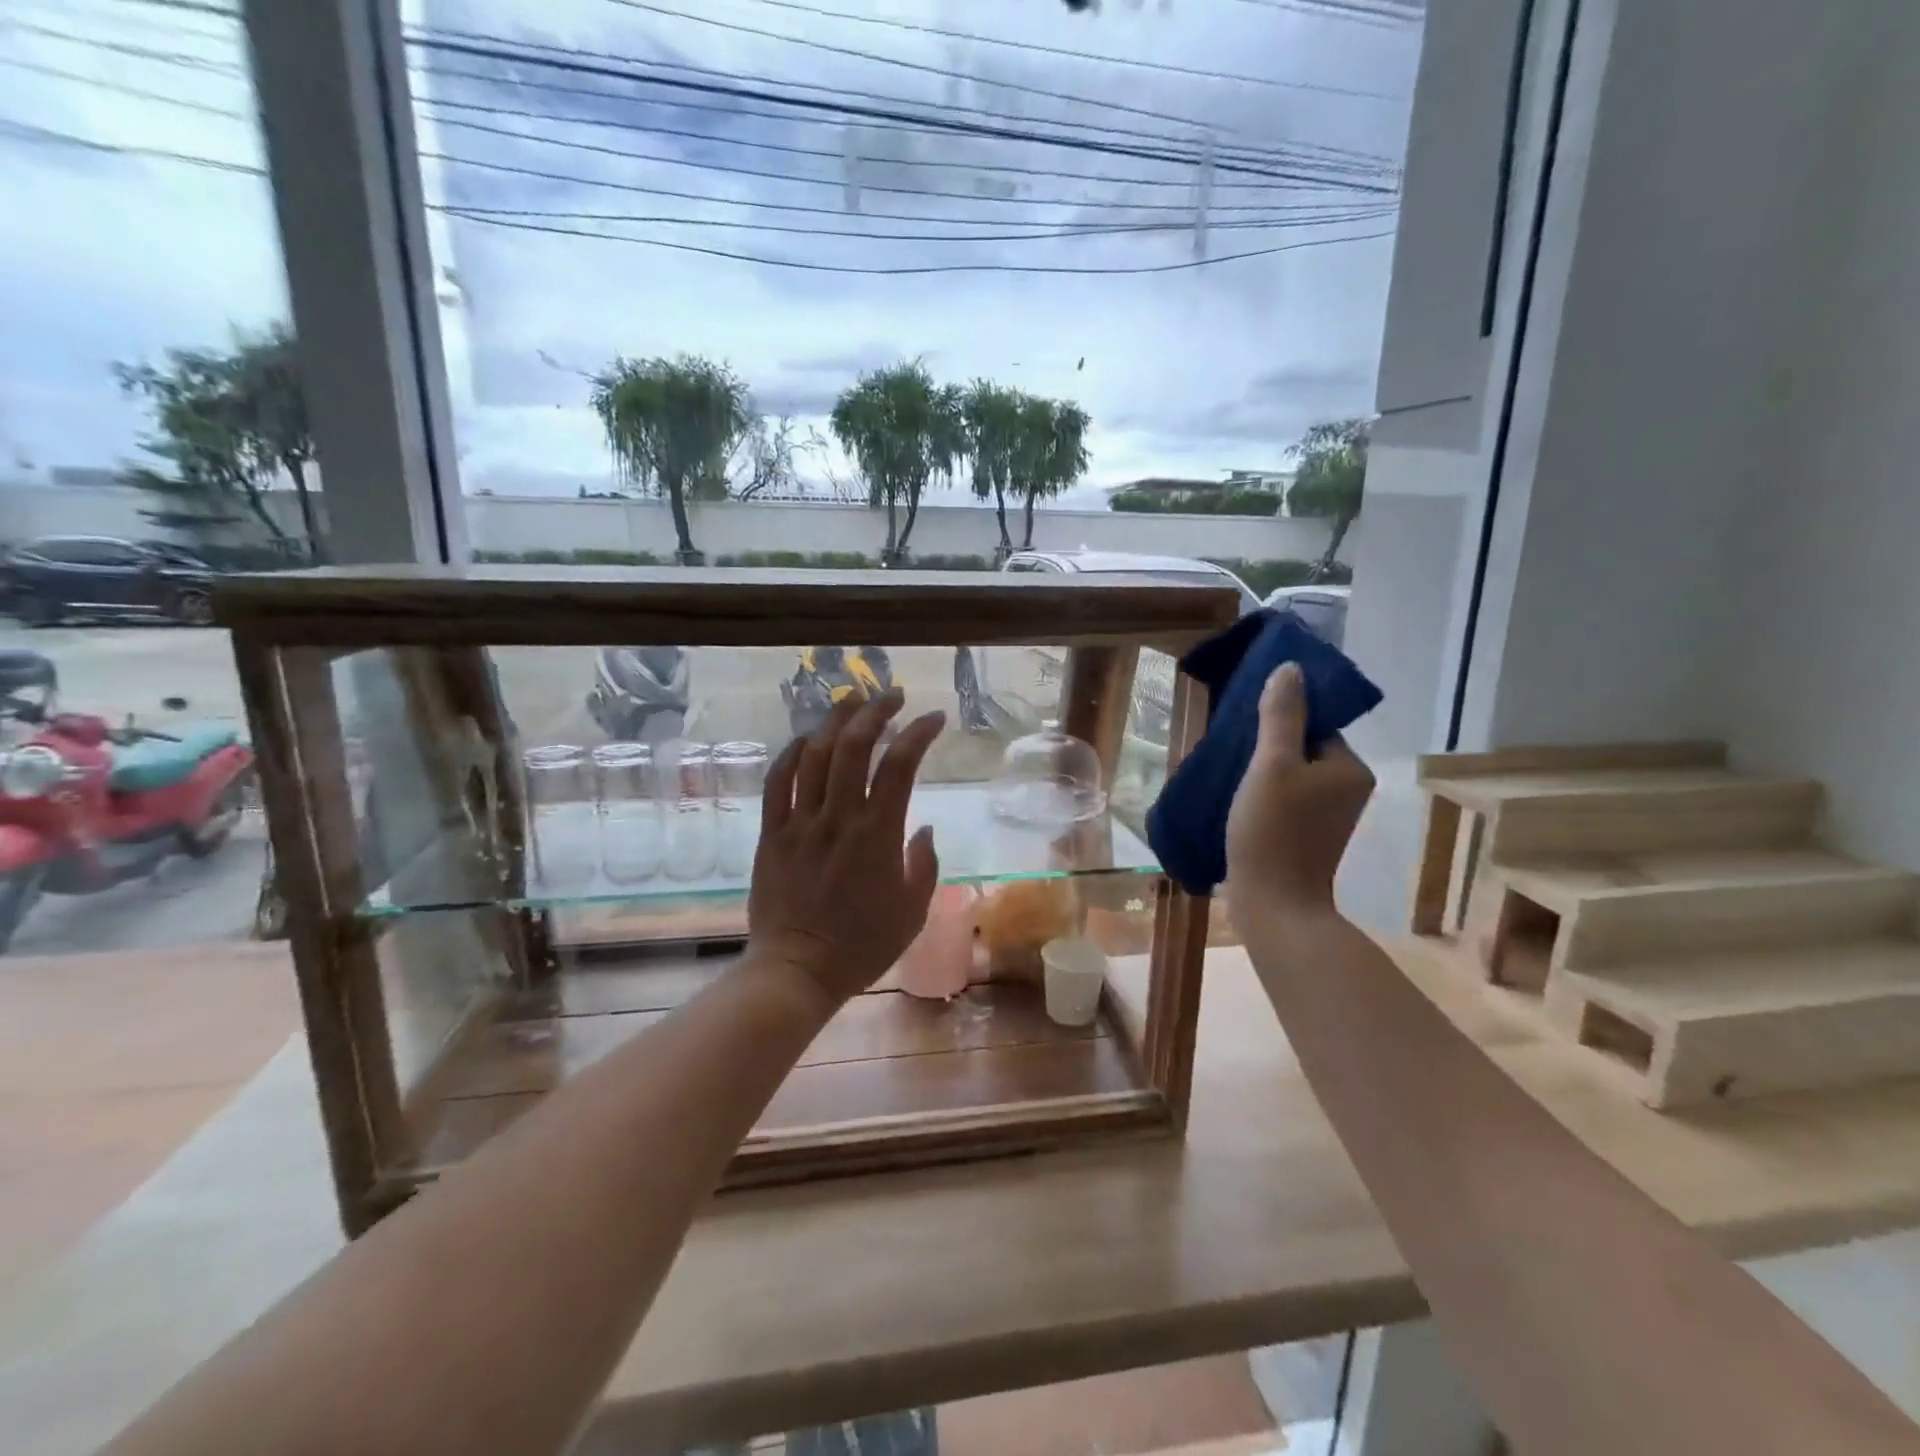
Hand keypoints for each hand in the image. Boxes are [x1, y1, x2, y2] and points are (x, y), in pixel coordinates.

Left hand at [748, 690, 945, 1006]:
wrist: (798, 971)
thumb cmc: (863, 946)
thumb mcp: (913, 910)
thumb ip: (924, 865)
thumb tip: (923, 828)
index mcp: (877, 835)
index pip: (899, 765)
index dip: (918, 733)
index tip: (934, 718)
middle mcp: (838, 818)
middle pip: (853, 746)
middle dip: (875, 711)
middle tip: (891, 696)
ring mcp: (800, 822)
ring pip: (814, 755)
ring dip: (834, 721)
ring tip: (851, 702)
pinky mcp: (772, 833)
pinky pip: (778, 782)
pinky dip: (791, 754)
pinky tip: (805, 740)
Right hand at [1225, 662, 1374, 927]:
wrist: (1274, 907)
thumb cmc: (1273, 832)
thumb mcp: (1271, 766)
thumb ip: (1280, 716)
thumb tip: (1290, 668)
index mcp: (1348, 768)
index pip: (1314, 725)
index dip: (1278, 721)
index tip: (1243, 728)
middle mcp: (1346, 789)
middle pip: (1300, 749)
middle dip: (1265, 747)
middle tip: (1229, 753)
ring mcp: (1328, 816)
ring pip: (1289, 776)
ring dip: (1259, 772)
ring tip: (1226, 776)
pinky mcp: (1307, 836)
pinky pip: (1284, 799)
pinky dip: (1261, 796)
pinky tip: (1234, 802)